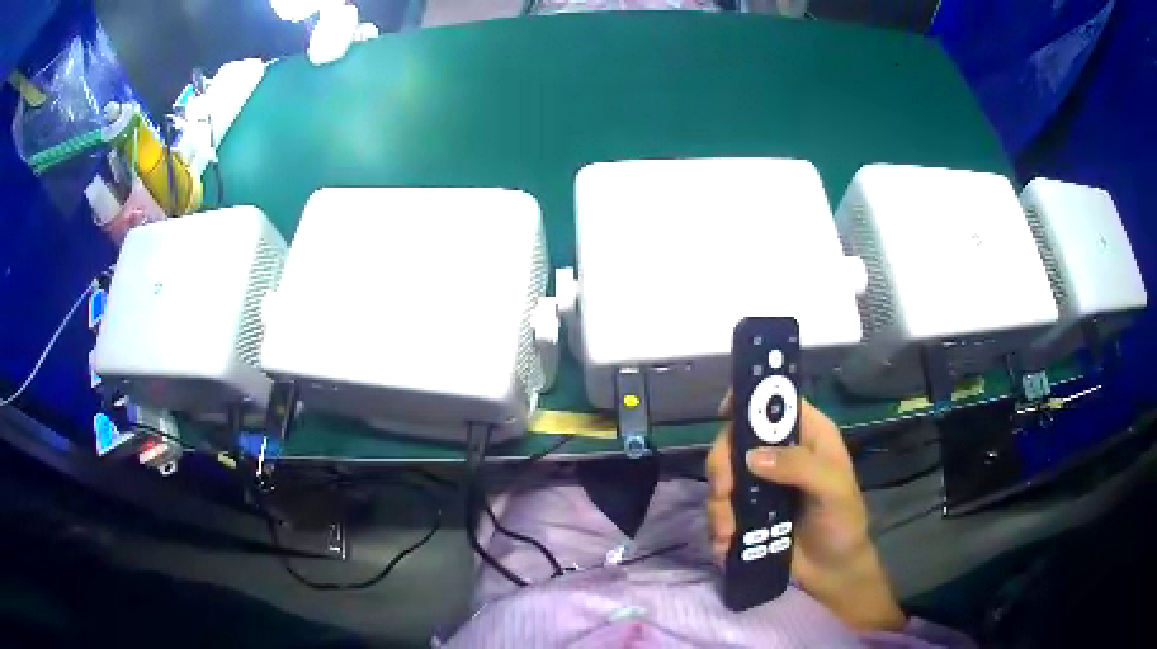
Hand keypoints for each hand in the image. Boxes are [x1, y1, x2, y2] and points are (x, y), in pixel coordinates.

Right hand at [706, 394, 905, 630]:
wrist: (832, 571)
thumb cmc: (843, 522)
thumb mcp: (833, 489)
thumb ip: (800, 467)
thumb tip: (751, 456)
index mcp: (808, 435)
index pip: (776, 402)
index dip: (749, 399)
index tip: (724, 414)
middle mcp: (781, 453)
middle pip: (736, 440)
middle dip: (722, 466)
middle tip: (723, 493)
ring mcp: (760, 483)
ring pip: (723, 477)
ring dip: (718, 505)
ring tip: (728, 534)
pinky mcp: (747, 512)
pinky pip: (720, 508)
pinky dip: (718, 525)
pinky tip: (726, 544)